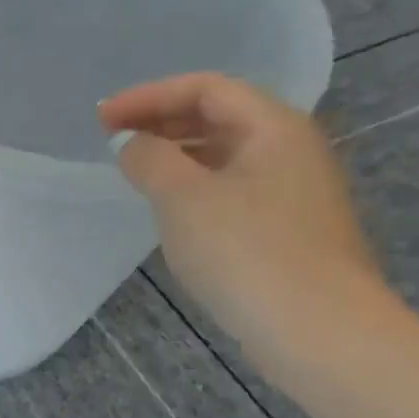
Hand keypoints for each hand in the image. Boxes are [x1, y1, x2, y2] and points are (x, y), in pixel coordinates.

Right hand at [98, 72, 399, 375]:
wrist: (316, 329)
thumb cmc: (247, 252)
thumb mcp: (184, 199)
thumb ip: (149, 160)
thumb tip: (130, 143)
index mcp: (274, 128)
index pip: (207, 88)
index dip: (149, 96)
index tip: (101, 119)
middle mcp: (291, 149)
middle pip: (220, 115)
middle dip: (161, 120)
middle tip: (110, 138)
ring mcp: (292, 191)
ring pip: (225, 153)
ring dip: (176, 152)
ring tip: (132, 170)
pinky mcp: (285, 228)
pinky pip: (230, 186)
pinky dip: (192, 184)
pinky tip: (167, 207)